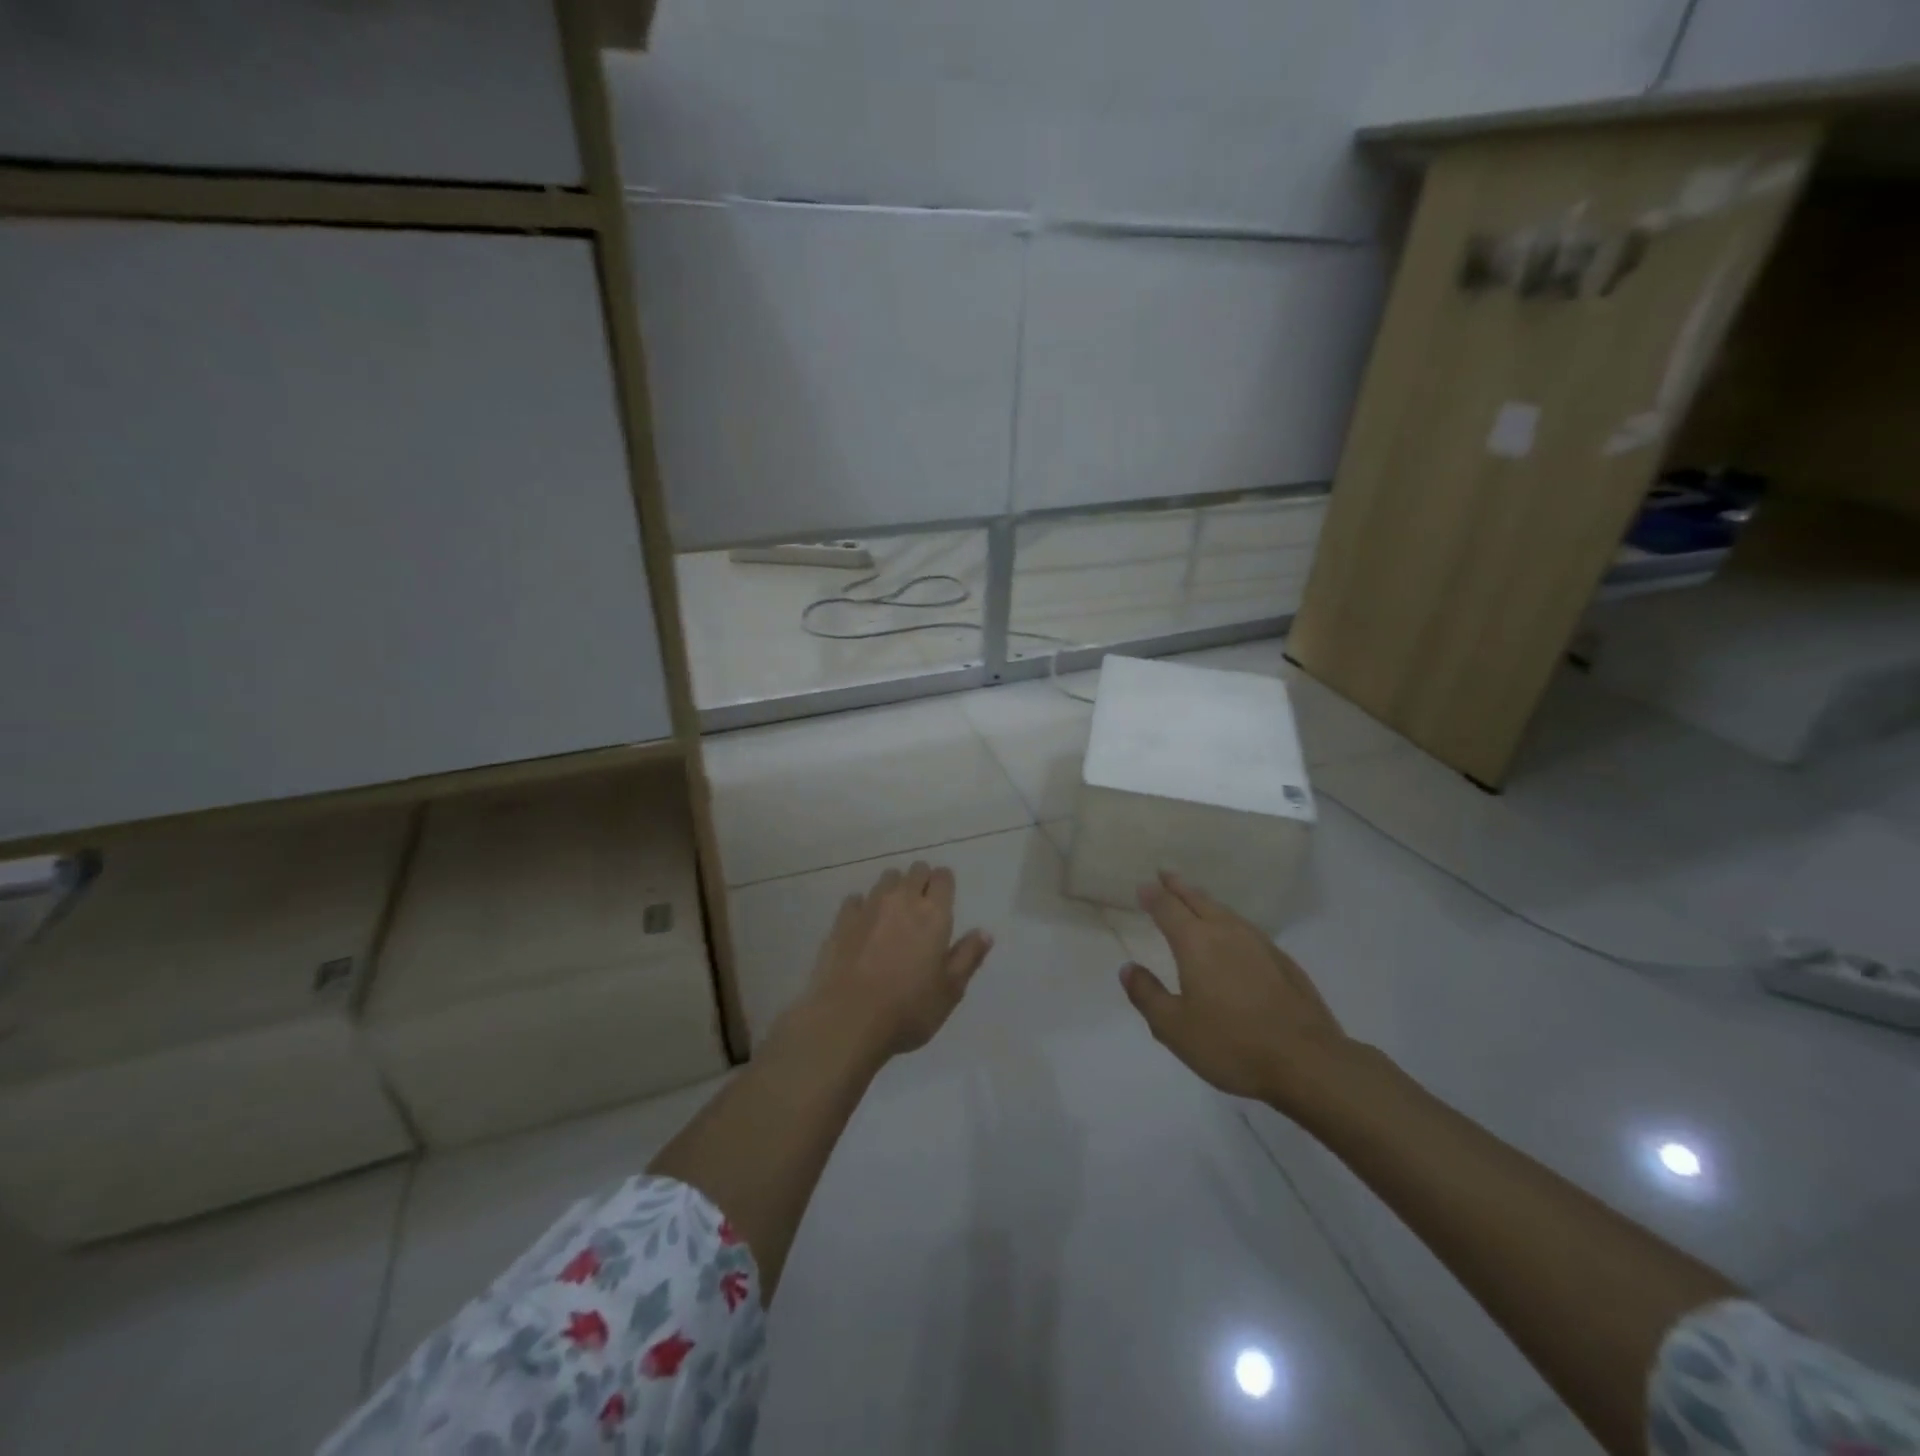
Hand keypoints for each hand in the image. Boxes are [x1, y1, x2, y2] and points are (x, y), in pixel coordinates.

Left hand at [799, 861, 993, 1059]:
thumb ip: (968, 956)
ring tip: (893, 914)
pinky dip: (863, 906)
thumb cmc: (909, 1009)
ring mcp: (869, 907)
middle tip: (922, 907)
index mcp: (933, 914)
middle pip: (915, 871)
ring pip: (886, 879)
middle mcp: (902, 900)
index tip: (944, 900)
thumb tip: (984, 932)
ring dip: (894, 889)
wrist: (848, 1021)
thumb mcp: (950, 990)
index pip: (943, 877)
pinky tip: (863, 925)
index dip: (945, 884)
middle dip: (921, 881)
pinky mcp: (842, 920)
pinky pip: (856, 899)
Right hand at [1119, 871, 1353, 1107]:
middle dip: (1179, 886)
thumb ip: (1147, 994)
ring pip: (1225, 911)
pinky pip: (1247, 929)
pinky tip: (1233, 935)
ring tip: (1195, 899)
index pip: (1168, 907)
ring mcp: (1260, 944)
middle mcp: (1227, 932)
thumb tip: (1128, 968)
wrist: (1307, 1062)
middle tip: (1166, 874)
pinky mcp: (1284, 961)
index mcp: (1196, 943)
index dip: (1153, 895)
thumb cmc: (1231, 1044)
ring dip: (1205, 901)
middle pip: (1198, 900)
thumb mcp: (1173, 1028)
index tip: (1143, 886)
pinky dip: (1230, 922)